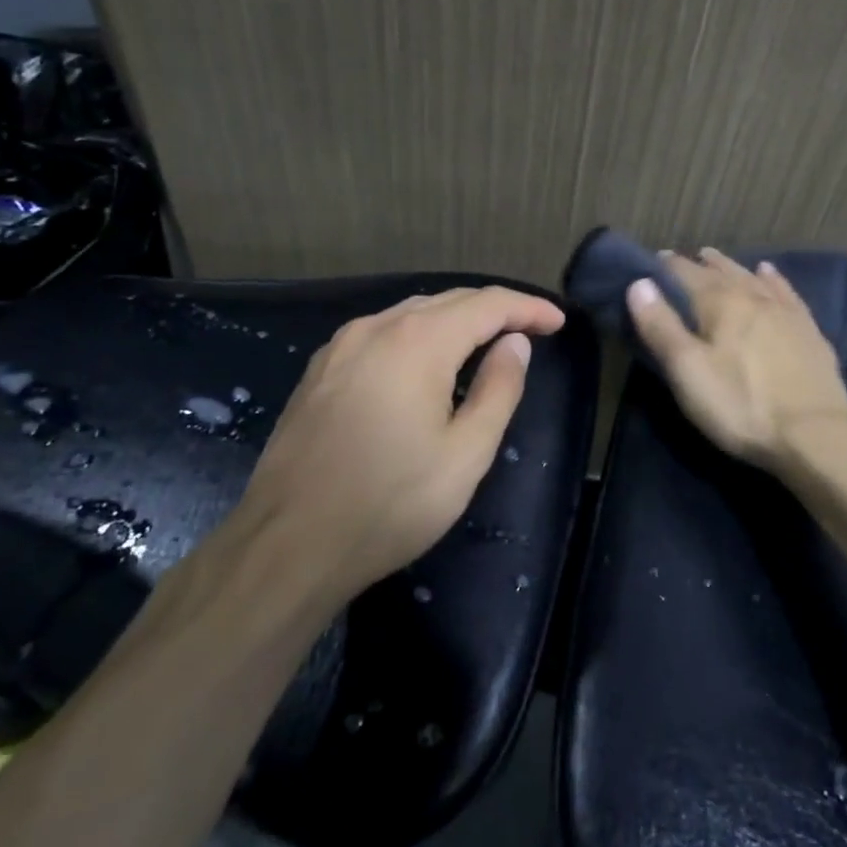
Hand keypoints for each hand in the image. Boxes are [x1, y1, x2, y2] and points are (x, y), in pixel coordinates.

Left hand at [229, 287, 565, 607]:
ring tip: (488, 340)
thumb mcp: (465, 453)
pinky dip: (419, 335)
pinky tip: (428, 361)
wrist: (288, 545)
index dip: (527, 308)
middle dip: (495, 310)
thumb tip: (515, 344)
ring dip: (456, 320)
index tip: (558, 322)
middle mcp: (376, 328)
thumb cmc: (390, 503)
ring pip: (412, 314)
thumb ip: (499, 389)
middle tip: (532, 329)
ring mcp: (341, 347)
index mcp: (418, 342)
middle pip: (448, 301)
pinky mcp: (320, 371)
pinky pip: (382, 334)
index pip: (487, 305)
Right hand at [626, 247, 846, 468]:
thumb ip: (661, 326)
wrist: (814, 434)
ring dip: (731, 266)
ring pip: (752, 278)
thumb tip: (639, 283)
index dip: (667, 267)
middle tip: (683, 259)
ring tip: (716, 258)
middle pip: (721, 272)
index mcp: (720, 303)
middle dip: (699, 264)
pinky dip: (773, 279)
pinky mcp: (809, 331)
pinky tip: (769, 273)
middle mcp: (753, 297)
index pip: (686, 274)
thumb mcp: (687, 371)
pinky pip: (786, 292)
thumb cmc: (740, 405)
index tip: (653, 261)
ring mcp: (785, 312)